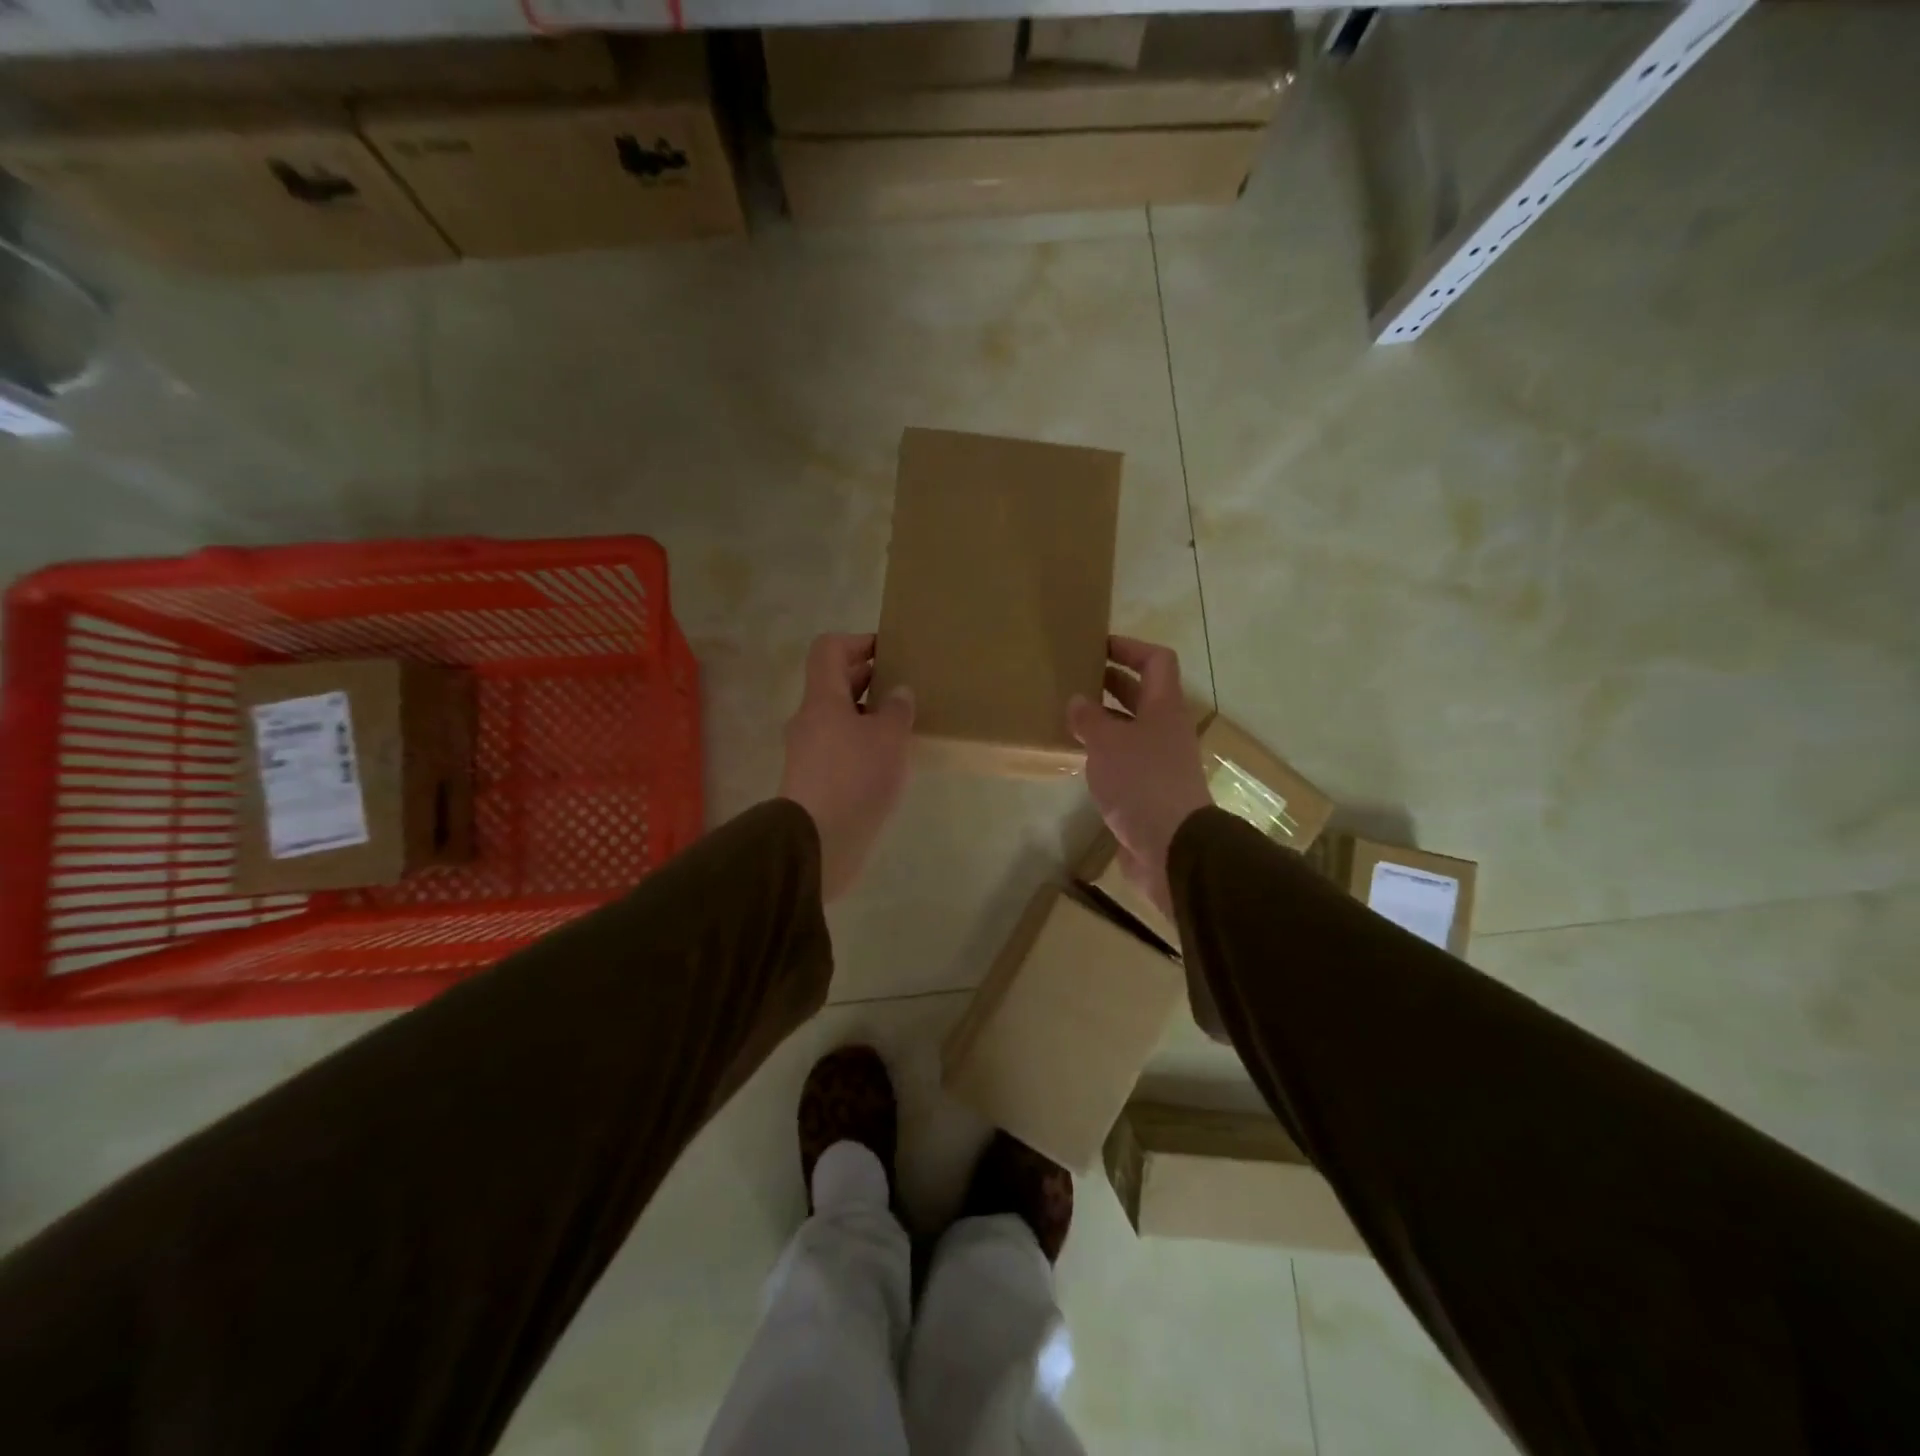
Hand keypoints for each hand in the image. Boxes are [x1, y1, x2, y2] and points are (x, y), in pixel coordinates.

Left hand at [780, 634, 915, 902]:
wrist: (817, 842)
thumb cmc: (854, 778)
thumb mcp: (888, 737)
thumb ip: (896, 709)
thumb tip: (898, 692)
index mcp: (822, 698)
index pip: (829, 649)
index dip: (858, 641)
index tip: (890, 651)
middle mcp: (809, 719)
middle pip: (834, 683)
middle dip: (869, 678)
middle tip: (905, 685)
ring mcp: (809, 751)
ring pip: (839, 717)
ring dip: (868, 714)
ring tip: (903, 724)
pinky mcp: (815, 780)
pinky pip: (840, 747)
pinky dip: (863, 744)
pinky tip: (889, 760)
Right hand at [1068, 636, 1211, 922]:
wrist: (1172, 847)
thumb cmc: (1142, 783)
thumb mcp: (1108, 744)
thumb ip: (1090, 719)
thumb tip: (1078, 701)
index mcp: (1164, 708)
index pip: (1156, 661)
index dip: (1130, 647)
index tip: (1098, 644)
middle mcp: (1165, 730)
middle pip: (1142, 694)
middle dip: (1110, 681)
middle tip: (1075, 676)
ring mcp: (1159, 762)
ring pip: (1131, 728)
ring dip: (1104, 719)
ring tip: (1069, 715)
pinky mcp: (1148, 791)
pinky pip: (1124, 760)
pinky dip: (1104, 752)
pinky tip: (1078, 756)